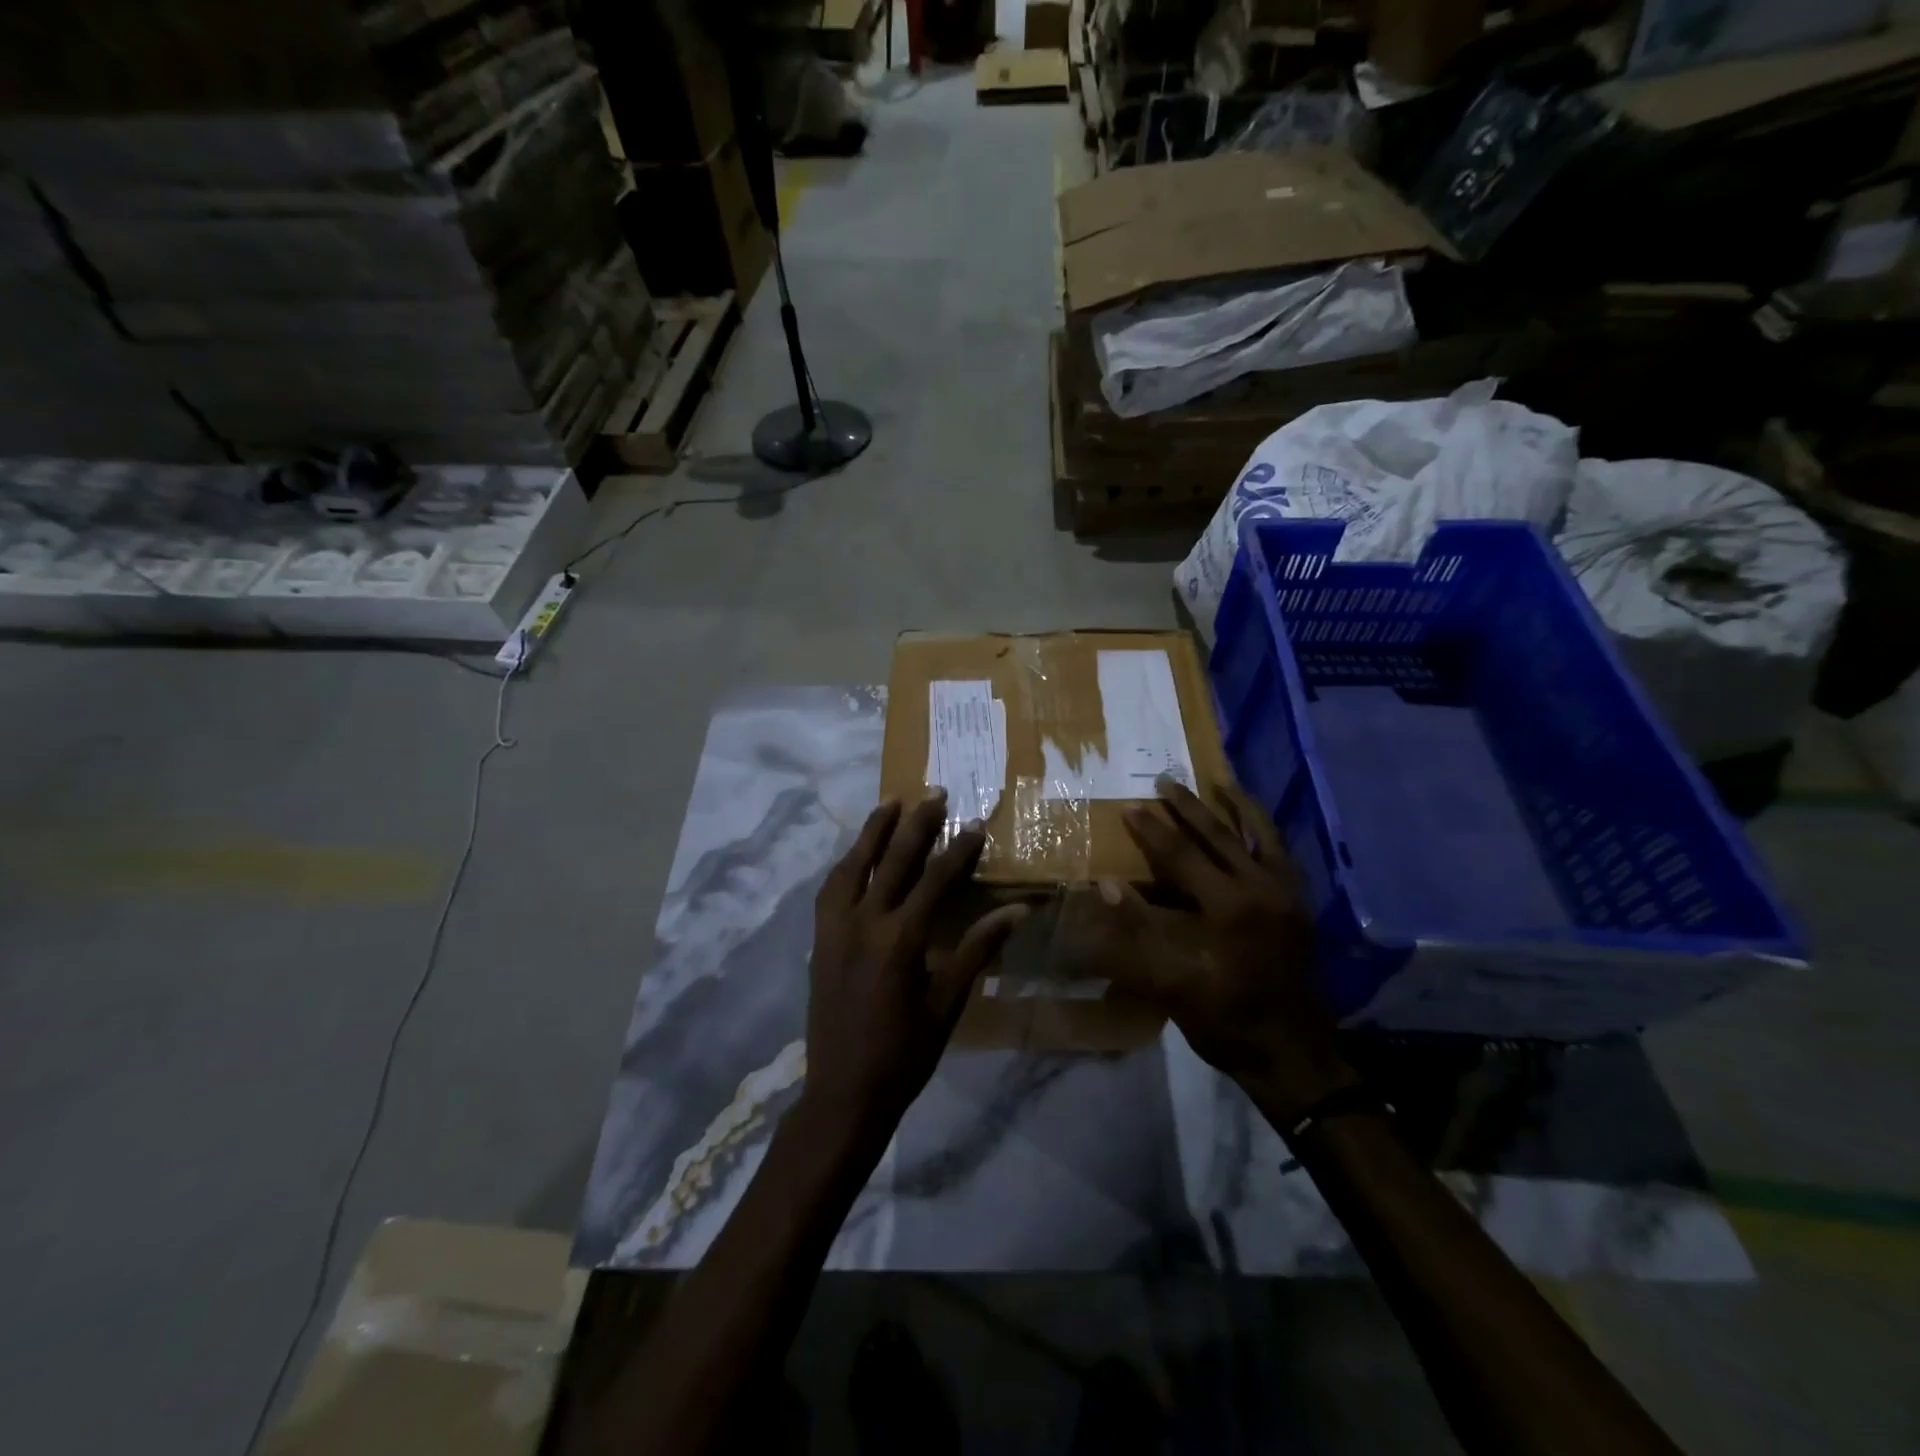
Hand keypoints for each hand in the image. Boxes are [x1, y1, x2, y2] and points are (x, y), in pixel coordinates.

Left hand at [803, 791, 1027, 1142]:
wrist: (843, 1091)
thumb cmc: (905, 1053)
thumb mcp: (948, 1003)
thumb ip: (978, 949)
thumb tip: (1017, 911)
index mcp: (900, 940)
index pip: (935, 880)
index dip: (958, 850)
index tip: (975, 823)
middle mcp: (864, 923)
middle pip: (893, 860)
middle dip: (916, 824)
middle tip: (934, 792)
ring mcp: (835, 929)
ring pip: (854, 866)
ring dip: (873, 832)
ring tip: (890, 803)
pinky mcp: (820, 939)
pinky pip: (831, 889)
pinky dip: (847, 864)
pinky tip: (856, 855)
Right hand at [1101, 780, 1355, 1122]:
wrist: (1289, 1052)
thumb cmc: (1222, 1018)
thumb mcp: (1170, 979)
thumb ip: (1138, 926)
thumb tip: (1108, 884)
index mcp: (1227, 907)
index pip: (1182, 856)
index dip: (1152, 831)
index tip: (1131, 807)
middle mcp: (1262, 889)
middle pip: (1220, 836)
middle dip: (1188, 808)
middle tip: (1165, 782)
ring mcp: (1287, 894)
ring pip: (1261, 836)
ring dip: (1237, 807)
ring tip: (1221, 783)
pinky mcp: (1301, 904)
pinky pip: (1283, 854)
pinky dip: (1266, 832)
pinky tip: (1255, 824)